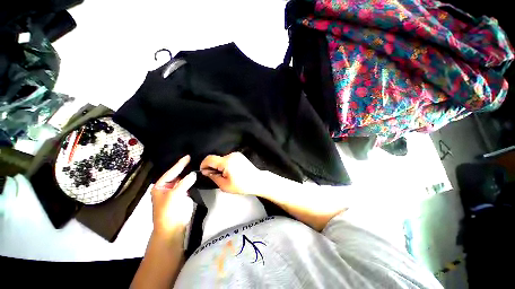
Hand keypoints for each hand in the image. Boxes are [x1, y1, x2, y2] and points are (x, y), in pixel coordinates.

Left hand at [151, 155, 196, 237]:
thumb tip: (194, 173)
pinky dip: (192, 179)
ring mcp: (176, 191)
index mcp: (160, 186)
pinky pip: (188, 184)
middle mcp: (167, 187)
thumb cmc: (168, 211)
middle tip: (193, 158)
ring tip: (196, 164)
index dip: (179, 164)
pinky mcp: (183, 195)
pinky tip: (197, 174)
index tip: (188, 156)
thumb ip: (184, 182)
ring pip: (183, 179)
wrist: (173, 227)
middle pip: (177, 174)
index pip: (171, 172)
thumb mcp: (174, 195)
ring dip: (189, 173)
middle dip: (184, 167)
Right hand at [200, 152, 262, 194]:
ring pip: (222, 159)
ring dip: (220, 166)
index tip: (203, 171)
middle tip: (217, 177)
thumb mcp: (225, 185)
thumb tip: (206, 172)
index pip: (209, 159)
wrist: (257, 181)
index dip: (203, 165)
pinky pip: (228, 159)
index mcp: (226, 162)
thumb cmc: (242, 185)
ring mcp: (236, 154)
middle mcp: (231, 155)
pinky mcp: (239, 156)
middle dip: (213, 167)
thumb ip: (213, 177)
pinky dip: (226, 164)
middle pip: (216, 159)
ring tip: (226, 176)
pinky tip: (231, 172)